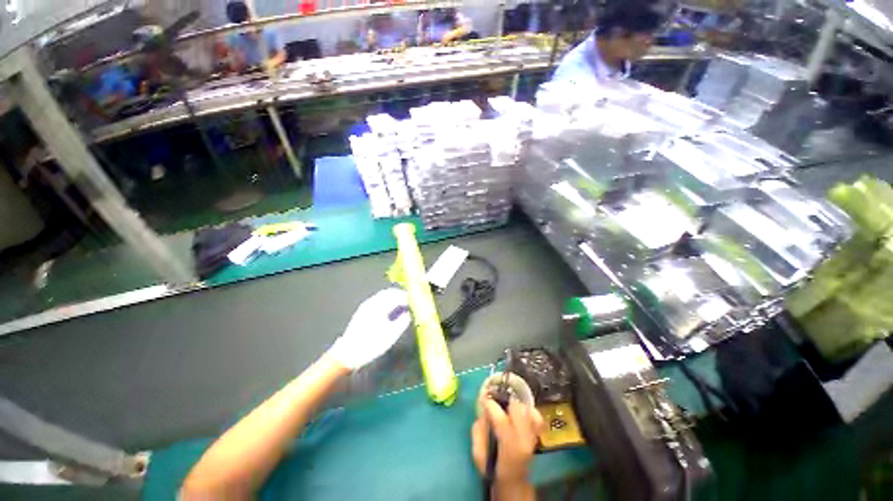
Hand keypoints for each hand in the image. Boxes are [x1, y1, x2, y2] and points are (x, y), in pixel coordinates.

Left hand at [328, 288, 410, 369]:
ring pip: (383, 295)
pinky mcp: (363, 310)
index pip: (397, 296)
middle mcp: (372, 302)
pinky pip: (378, 299)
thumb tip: (409, 313)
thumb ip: (402, 322)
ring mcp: (366, 306)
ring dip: (394, 297)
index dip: (407, 298)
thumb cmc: (371, 345)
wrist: (347, 353)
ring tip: (403, 305)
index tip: (415, 302)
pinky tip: (391, 309)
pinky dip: (387, 300)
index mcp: (379, 307)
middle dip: (401, 295)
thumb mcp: (391, 335)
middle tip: (410, 301)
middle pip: (389, 293)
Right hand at [471, 398, 544, 499]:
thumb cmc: (493, 470)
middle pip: (518, 409)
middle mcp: (526, 440)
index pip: (502, 420)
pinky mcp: (537, 435)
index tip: (483, 399)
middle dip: (504, 401)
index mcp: (510, 448)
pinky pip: (536, 416)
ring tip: (505, 407)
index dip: (491, 405)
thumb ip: (478, 433)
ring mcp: (534, 437)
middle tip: (494, 402)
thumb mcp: (479, 456)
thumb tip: (482, 413)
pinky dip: (528, 410)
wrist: (513, 483)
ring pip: (527, 409)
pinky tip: (518, 411)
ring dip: (515, 404)